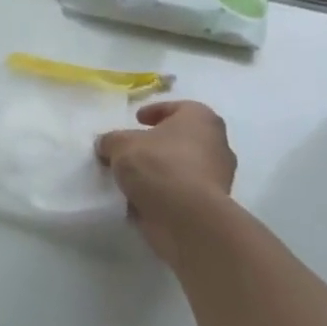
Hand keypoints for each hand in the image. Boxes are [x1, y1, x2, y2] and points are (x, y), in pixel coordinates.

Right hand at [95, 100, 236, 263]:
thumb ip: (111, 140)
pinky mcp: (212, 206)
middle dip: (159, 143)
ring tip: (132, 176)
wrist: (187, 218)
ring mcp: (218, 178)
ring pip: (183, 166)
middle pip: (183, 138)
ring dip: (160, 170)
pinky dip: (165, 193)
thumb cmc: (158, 165)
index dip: (156, 111)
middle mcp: (217, 145)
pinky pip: (183, 192)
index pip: (180, 107)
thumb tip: (107, 146)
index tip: (137, 120)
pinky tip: (141, 197)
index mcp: (201, 120)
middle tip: (134, 148)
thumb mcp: (120, 144)